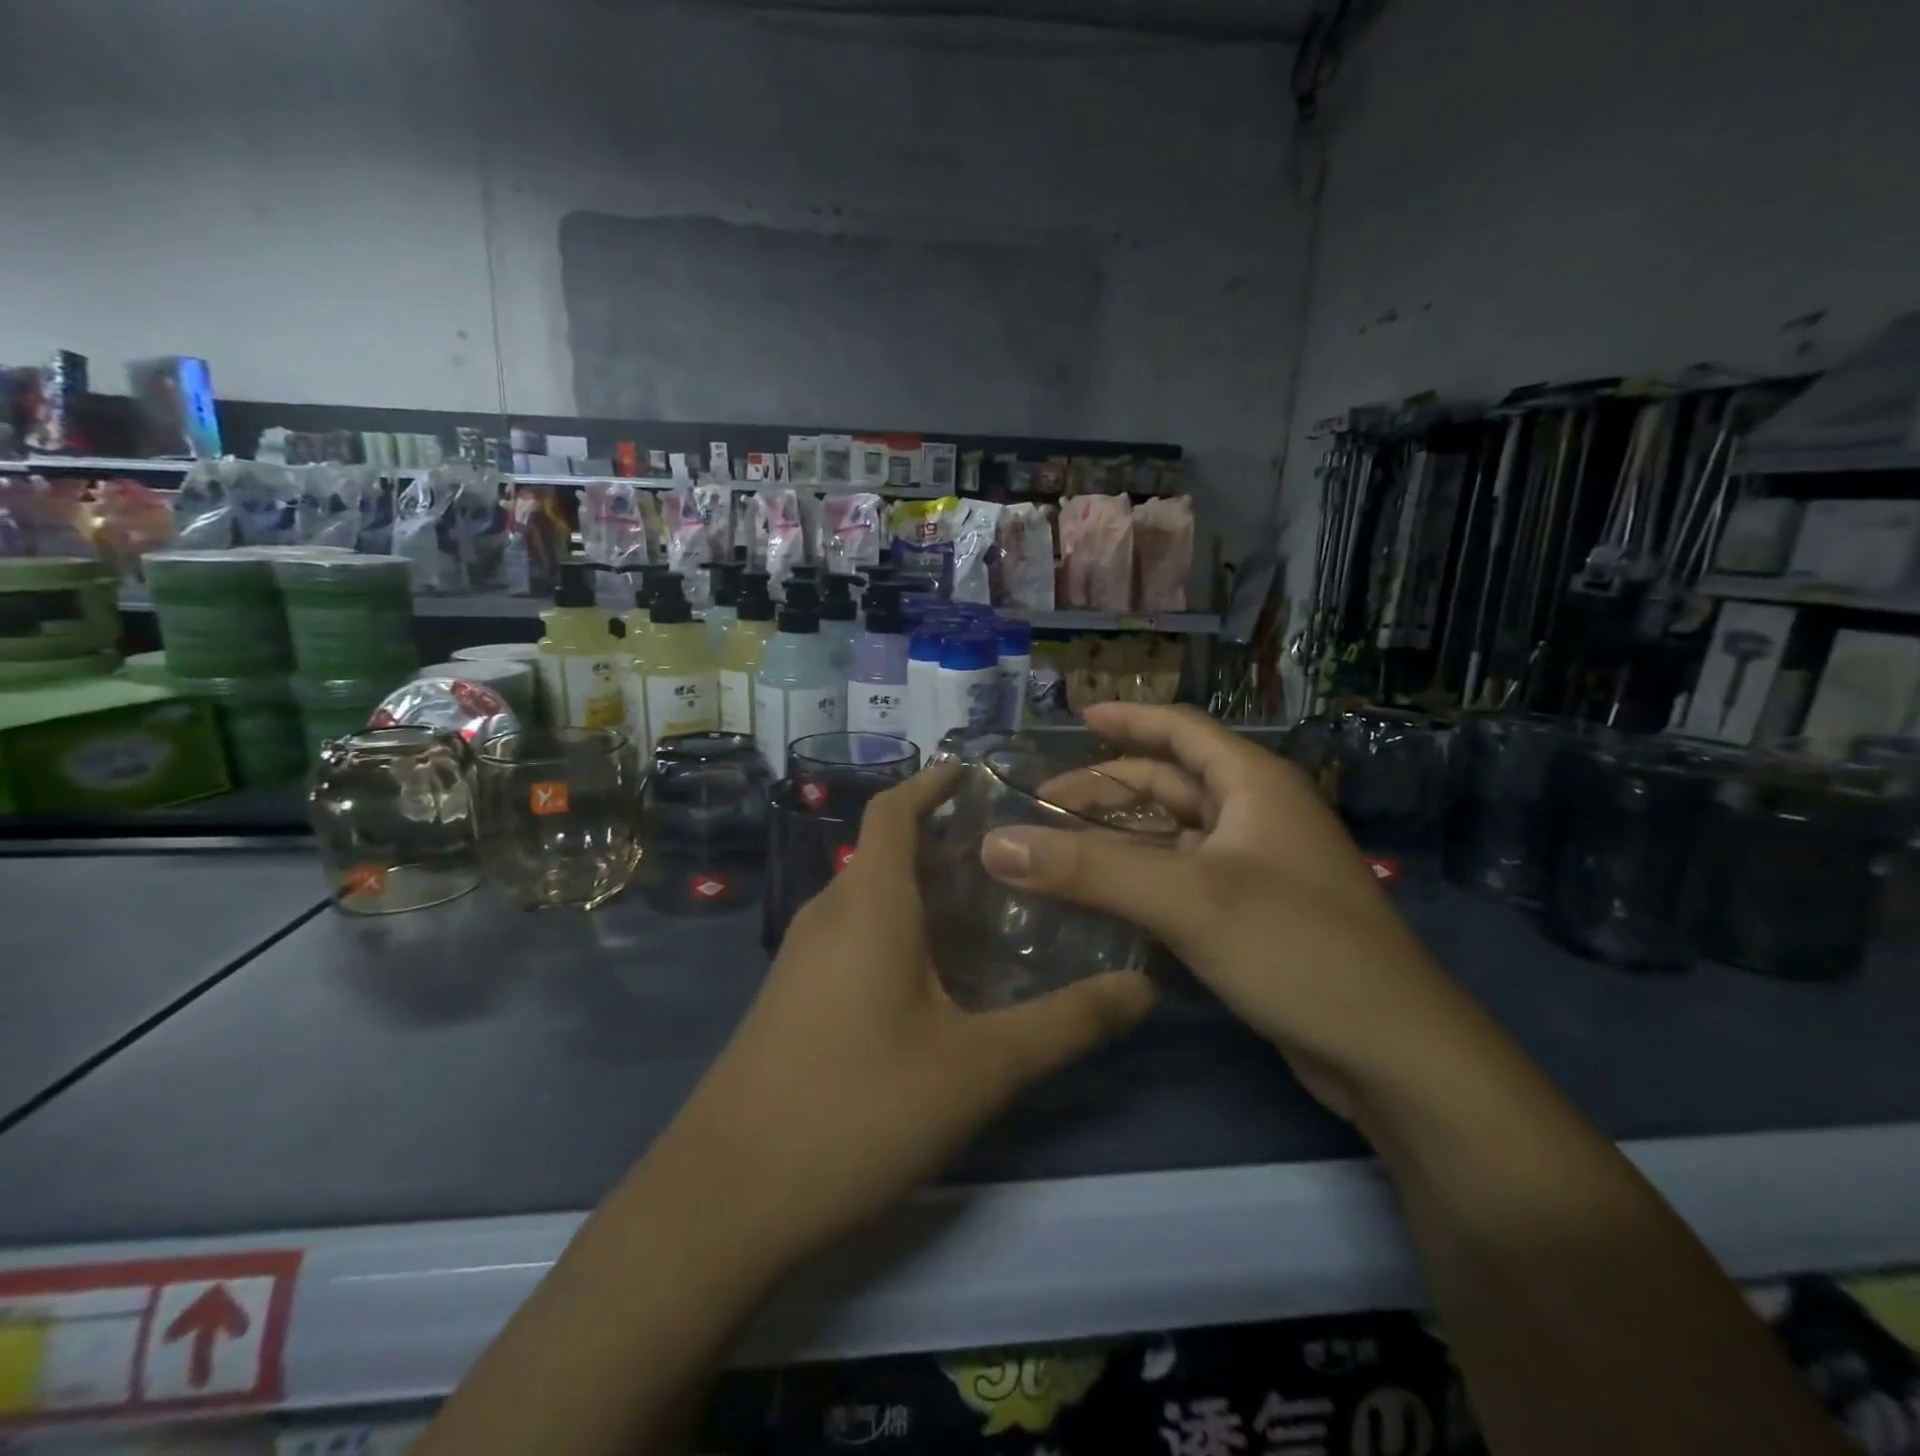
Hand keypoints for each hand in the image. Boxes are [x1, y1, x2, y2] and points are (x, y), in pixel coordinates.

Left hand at [665, 764, 1155, 1261]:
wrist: (725, 1198)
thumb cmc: (858, 1109)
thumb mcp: (979, 1069)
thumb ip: (1065, 1024)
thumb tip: (1143, 988)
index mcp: (868, 904)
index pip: (893, 810)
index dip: (930, 781)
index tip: (972, 771)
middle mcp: (828, 915)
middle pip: (883, 851)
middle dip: (939, 839)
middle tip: (1008, 854)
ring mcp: (799, 958)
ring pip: (866, 896)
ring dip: (917, 887)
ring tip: (981, 908)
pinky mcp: (788, 998)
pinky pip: (849, 935)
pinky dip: (893, 927)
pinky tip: (930, 976)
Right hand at [978, 703, 1467, 1120]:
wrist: (1391, 1052)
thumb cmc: (1294, 947)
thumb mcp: (1185, 900)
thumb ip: (1087, 870)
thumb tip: (994, 844)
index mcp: (1253, 784)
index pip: (1181, 730)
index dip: (1129, 719)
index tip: (1076, 717)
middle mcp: (1255, 815)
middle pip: (1168, 785)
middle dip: (1105, 791)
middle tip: (1041, 807)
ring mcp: (1255, 868)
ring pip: (1171, 837)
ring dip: (1116, 841)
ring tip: (1055, 851)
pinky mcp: (1251, 915)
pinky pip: (1180, 880)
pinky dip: (1138, 881)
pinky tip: (1098, 899)